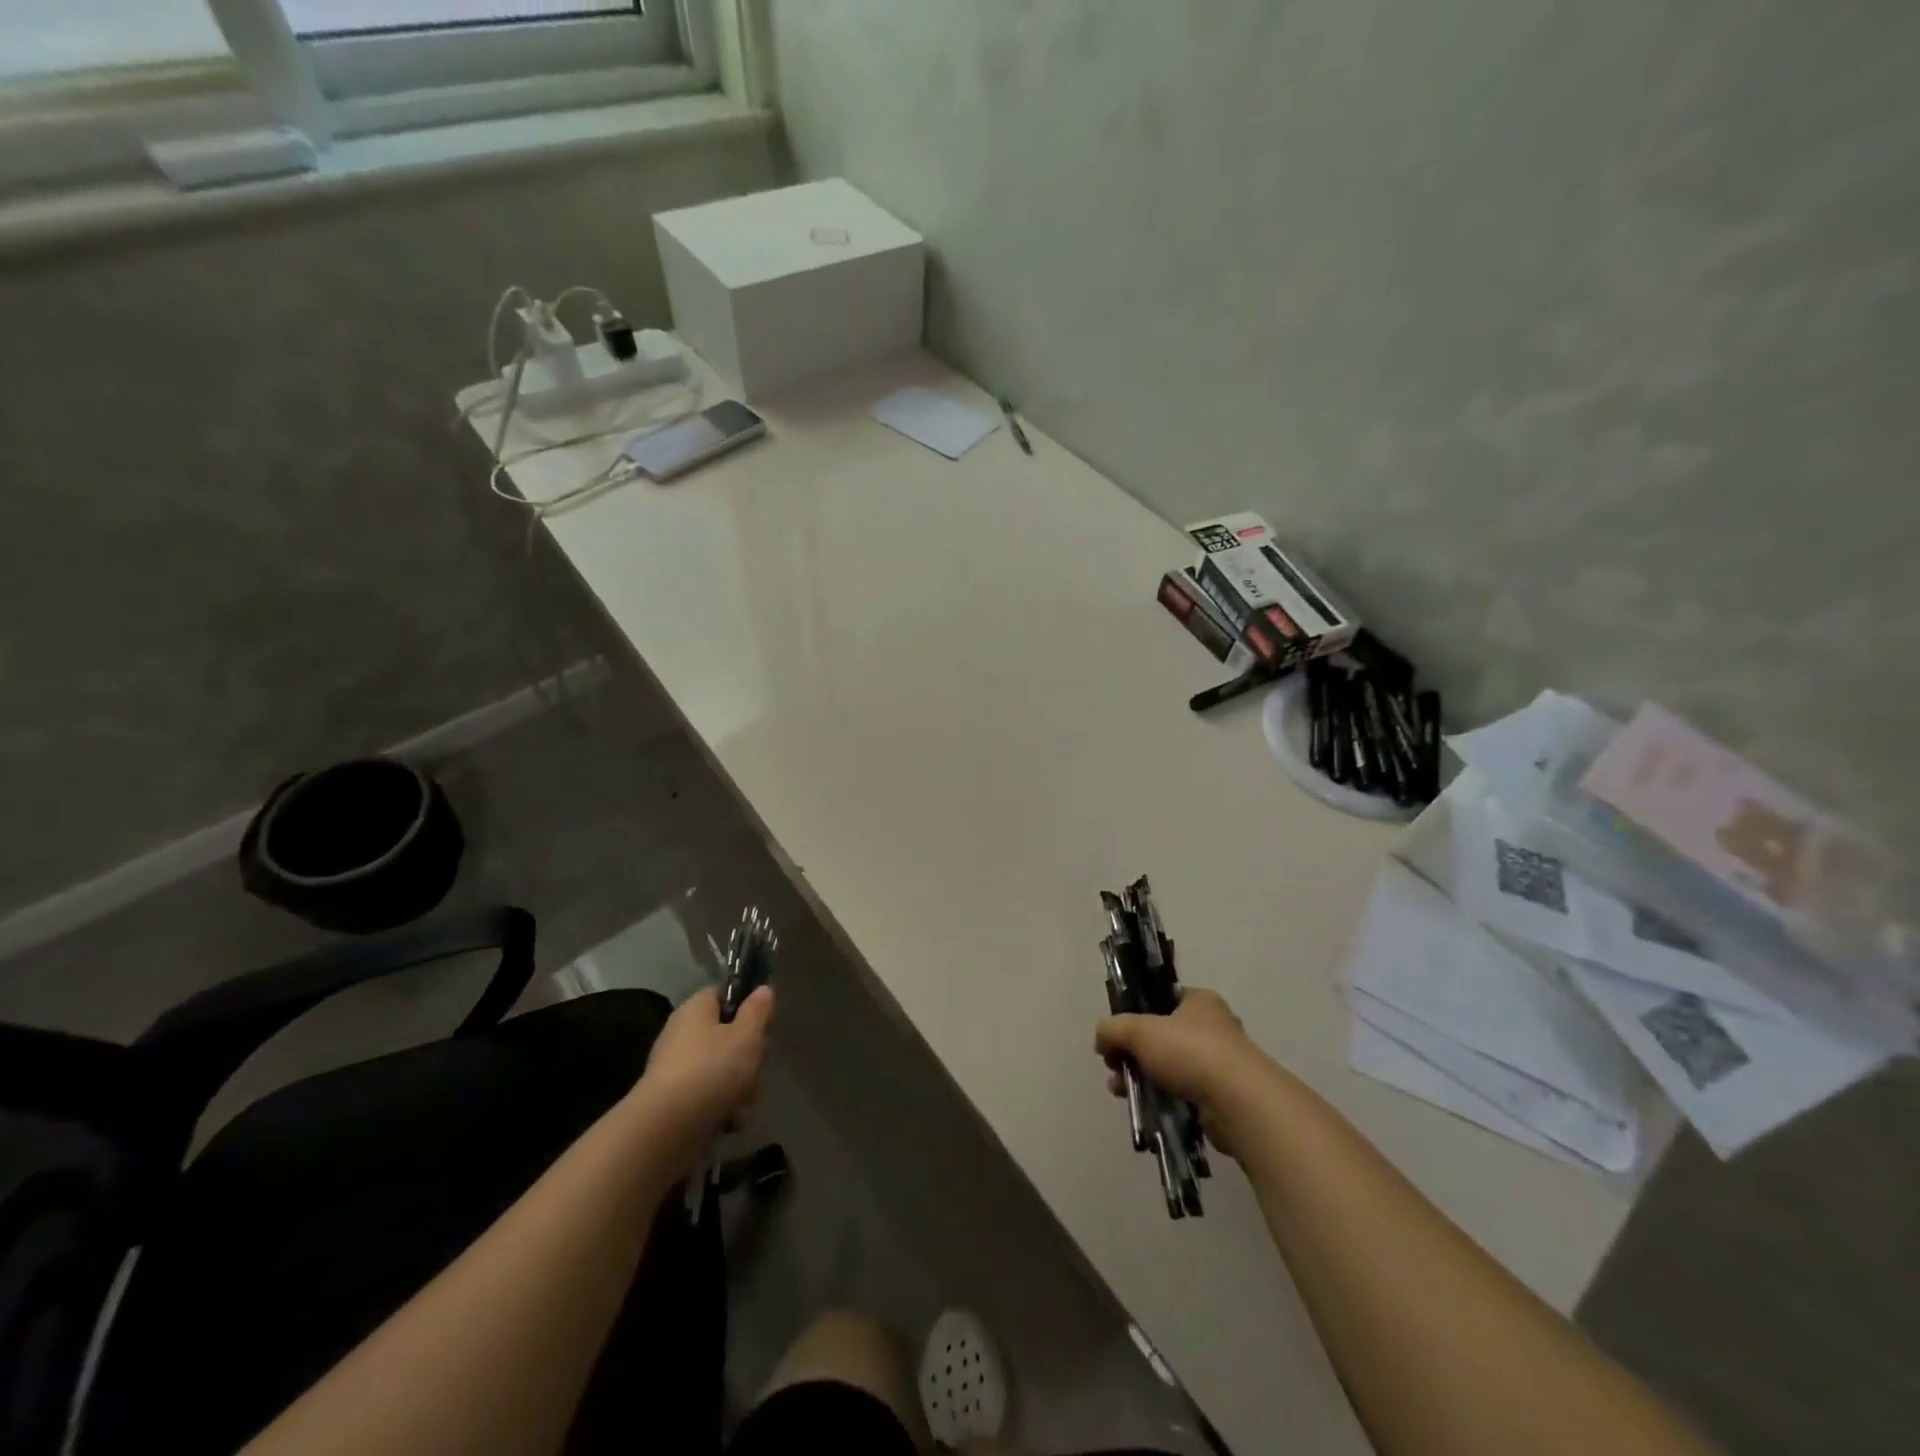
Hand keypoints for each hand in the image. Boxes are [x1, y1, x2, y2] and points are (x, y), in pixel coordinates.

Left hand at [636, 986, 773, 1145]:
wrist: (667, 1130)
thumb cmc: (712, 1069)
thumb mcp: (747, 1035)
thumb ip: (758, 1011)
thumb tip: (762, 990)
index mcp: (696, 1009)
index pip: (723, 995)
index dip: (746, 1006)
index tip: (762, 1024)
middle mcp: (682, 1034)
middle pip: (727, 1036)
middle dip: (747, 1056)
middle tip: (755, 1067)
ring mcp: (677, 1070)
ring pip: (722, 1070)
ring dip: (740, 1087)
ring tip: (743, 1102)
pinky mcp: (675, 1102)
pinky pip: (709, 1097)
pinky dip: (723, 1108)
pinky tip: (731, 1121)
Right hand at [1094, 988, 1271, 1158]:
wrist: (1238, 1103)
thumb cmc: (1190, 1052)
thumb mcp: (1139, 1031)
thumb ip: (1113, 1029)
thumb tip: (1101, 1039)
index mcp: (1199, 1001)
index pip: (1161, 1000)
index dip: (1135, 1014)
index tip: (1116, 1035)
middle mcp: (1213, 1027)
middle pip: (1161, 1036)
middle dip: (1132, 1053)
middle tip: (1113, 1067)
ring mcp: (1220, 1064)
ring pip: (1169, 1067)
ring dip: (1142, 1077)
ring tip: (1121, 1092)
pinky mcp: (1222, 1097)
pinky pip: (1183, 1093)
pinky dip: (1163, 1099)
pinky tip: (1144, 1108)